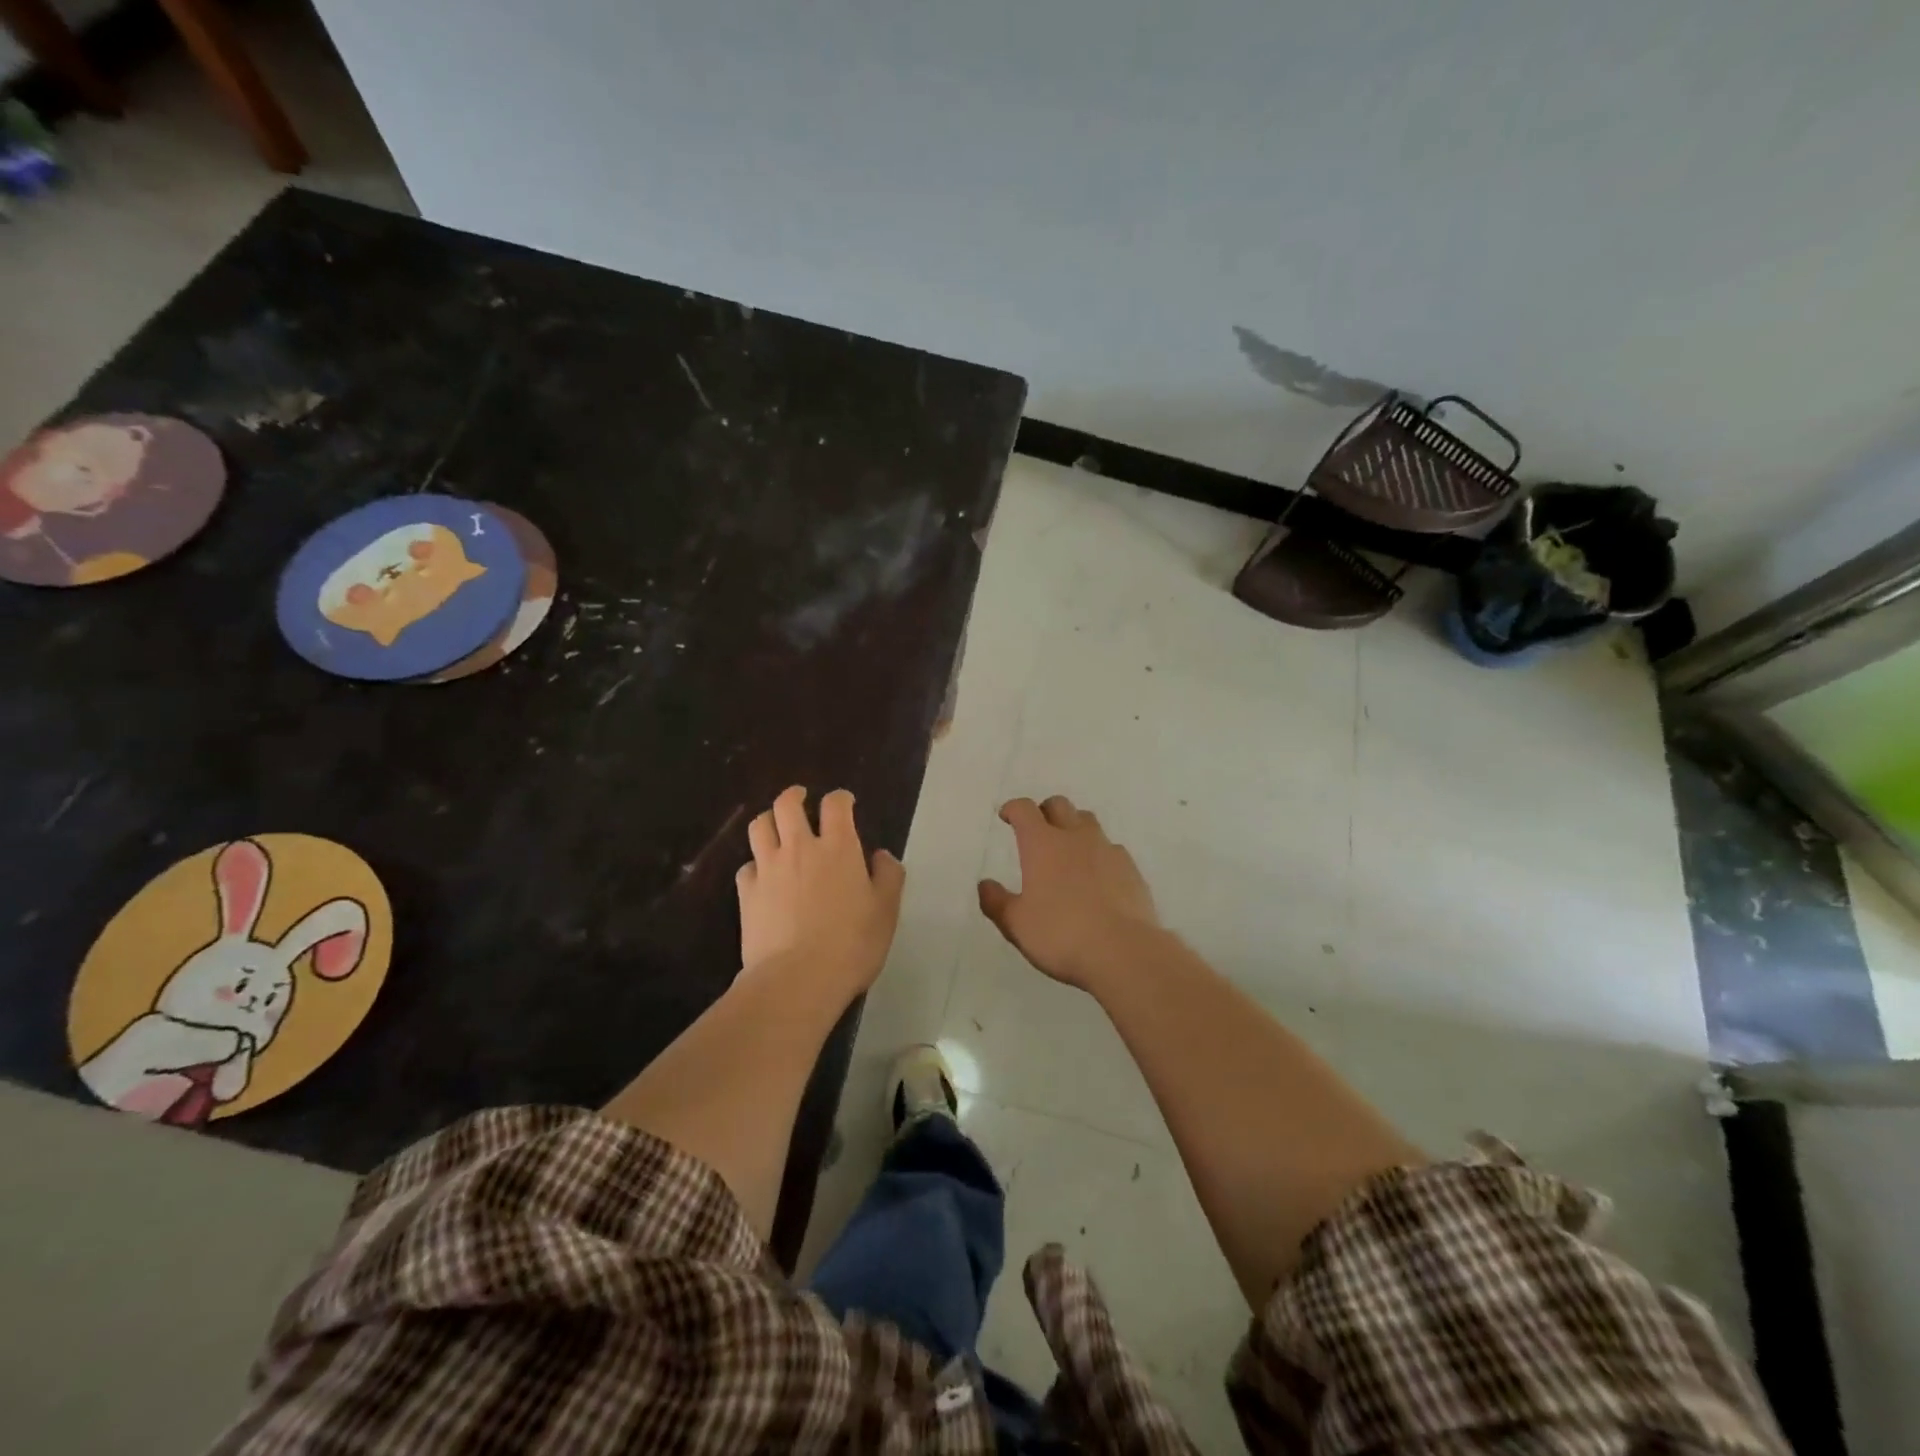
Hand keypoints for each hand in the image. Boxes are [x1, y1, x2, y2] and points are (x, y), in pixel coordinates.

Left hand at [737, 786, 905, 998]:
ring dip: (769, 820)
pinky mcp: (747, 893)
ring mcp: (768, 868)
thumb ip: (888, 877)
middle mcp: (800, 848)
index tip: (845, 802)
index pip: (835, 805)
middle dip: (794, 795)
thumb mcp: (886, 911)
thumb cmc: (852, 944)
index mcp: (838, 847)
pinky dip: (755, 864)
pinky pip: (746, 866)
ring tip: (776, 826)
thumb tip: (881, 856)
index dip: (840, 798)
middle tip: (800, 798)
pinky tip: (762, 875)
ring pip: (760, 826)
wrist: (798, 978)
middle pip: (787, 805)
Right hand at [978, 795, 1159, 989]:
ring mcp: (1107, 850)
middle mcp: (1075, 837)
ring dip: (1074, 827)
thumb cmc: (1061, 935)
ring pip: (1089, 822)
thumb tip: (985, 885)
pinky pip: (1112, 849)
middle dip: (1045, 811)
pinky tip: (1098, 877)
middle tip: (1037, 830)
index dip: (1014, 809)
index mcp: (1042, 844)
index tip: (1007, 816)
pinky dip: (1099, 854)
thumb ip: (997, 902)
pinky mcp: (1131, 869)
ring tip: (1069, 850)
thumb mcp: (1017, 924)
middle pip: (1059, 805)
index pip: (1025, 810)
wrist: (1123, 952)